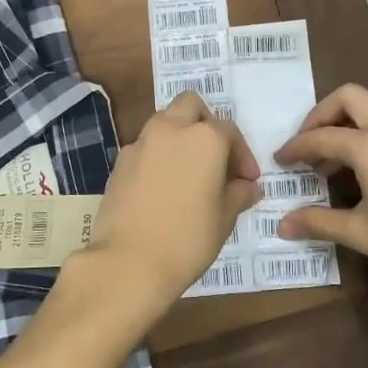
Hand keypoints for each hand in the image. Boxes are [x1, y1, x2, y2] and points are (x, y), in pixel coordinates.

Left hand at [55, 92, 261, 332]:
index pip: (229, 131)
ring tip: (190, 171)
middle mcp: (171, 130)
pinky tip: (163, 186)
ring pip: (164, 121)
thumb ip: (238, 194)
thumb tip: (247, 187)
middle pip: (190, 105)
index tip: (247, 181)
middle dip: (206, 123)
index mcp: (204, 138)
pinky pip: (145, 146)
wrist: (128, 262)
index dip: (242, 155)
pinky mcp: (119, 162)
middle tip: (216, 157)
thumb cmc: (187, 239)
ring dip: (180, 135)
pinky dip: (158, 155)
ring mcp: (141, 143)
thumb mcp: (224, 218)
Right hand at [274, 84, 367, 302]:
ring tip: (331, 160)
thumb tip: (282, 225)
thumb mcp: (362, 234)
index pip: (321, 136)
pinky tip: (363, 169)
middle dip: (321, 115)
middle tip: (308, 145)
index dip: (296, 147)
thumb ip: (319, 223)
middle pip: (348, 97)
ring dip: (346, 122)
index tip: (280, 160)